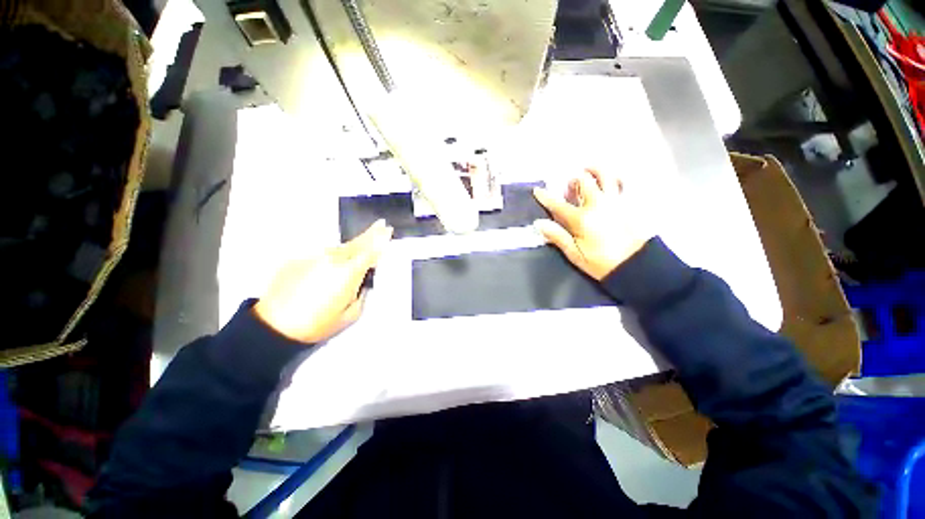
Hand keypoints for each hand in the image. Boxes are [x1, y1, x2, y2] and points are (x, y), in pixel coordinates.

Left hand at [254, 220, 393, 342]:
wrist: (274, 325)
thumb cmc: (316, 324)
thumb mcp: (351, 314)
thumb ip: (362, 293)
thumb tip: (363, 280)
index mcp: (348, 272)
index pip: (370, 250)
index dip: (381, 239)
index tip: (387, 229)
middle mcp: (332, 259)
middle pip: (357, 242)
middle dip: (371, 234)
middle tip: (381, 224)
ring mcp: (314, 256)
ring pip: (339, 247)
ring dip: (351, 248)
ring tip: (357, 251)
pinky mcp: (299, 258)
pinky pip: (322, 254)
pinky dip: (330, 257)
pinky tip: (327, 270)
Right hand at [533, 169, 654, 280]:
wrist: (635, 265)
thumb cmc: (601, 262)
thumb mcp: (575, 254)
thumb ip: (557, 236)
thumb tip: (539, 223)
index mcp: (581, 219)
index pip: (558, 204)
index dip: (545, 197)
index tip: (537, 190)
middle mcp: (598, 204)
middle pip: (583, 181)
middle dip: (572, 180)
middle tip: (569, 187)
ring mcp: (615, 201)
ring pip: (605, 175)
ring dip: (594, 170)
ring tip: (588, 170)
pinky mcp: (628, 203)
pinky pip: (623, 183)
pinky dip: (615, 177)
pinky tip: (610, 180)